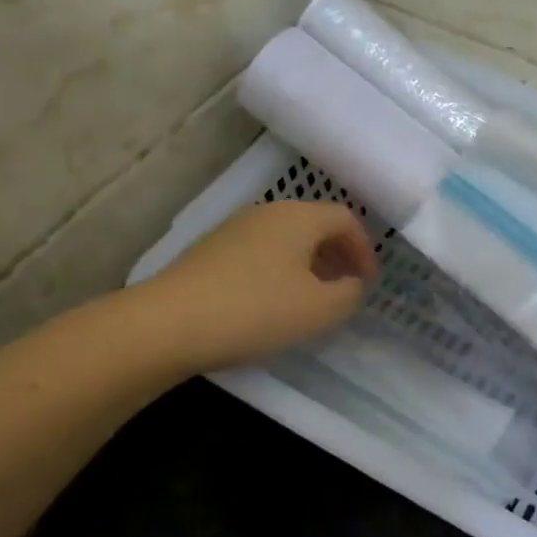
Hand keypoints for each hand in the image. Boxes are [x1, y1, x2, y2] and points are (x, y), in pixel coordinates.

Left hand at [147, 202, 377, 372]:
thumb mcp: (318, 310)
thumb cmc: (255, 310)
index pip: (346, 219)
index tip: (369, 283)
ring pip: (286, 240)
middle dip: (337, 255)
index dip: (365, 249)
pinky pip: (260, 253)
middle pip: (314, 225)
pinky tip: (272, 304)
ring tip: (312, 300)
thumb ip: (349, 294)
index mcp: (298, 217)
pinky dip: (280, 271)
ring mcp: (234, 229)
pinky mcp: (210, 251)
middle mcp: (267, 213)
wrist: (168, 324)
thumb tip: (353, 283)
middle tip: (346, 288)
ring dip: (308, 265)